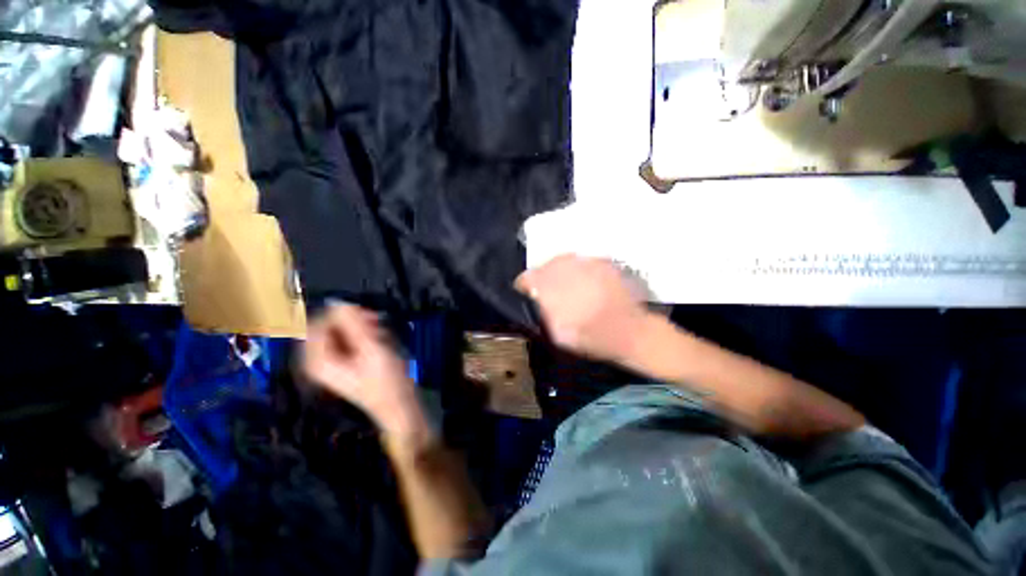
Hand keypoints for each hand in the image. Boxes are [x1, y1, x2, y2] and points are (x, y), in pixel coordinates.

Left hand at [304, 304, 427, 438]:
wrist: (399, 404)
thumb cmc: (385, 380)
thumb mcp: (371, 349)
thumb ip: (354, 324)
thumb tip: (338, 301)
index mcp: (319, 360)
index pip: (318, 323)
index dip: (341, 315)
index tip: (365, 315)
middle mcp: (321, 360)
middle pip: (331, 327)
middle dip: (356, 323)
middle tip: (377, 325)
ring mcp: (336, 362)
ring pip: (345, 332)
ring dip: (365, 330)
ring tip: (383, 338)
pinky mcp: (349, 362)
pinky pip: (353, 339)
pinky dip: (368, 337)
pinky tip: (382, 343)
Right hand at [516, 255, 649, 362]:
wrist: (631, 331)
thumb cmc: (592, 338)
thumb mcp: (558, 334)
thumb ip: (542, 312)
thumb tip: (533, 298)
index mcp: (552, 289)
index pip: (526, 278)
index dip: (524, 286)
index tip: (527, 293)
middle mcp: (566, 270)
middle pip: (544, 266)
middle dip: (543, 278)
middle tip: (549, 291)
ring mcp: (586, 262)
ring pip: (563, 260)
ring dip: (560, 272)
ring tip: (568, 285)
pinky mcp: (602, 261)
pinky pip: (582, 260)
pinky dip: (578, 270)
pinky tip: (585, 282)